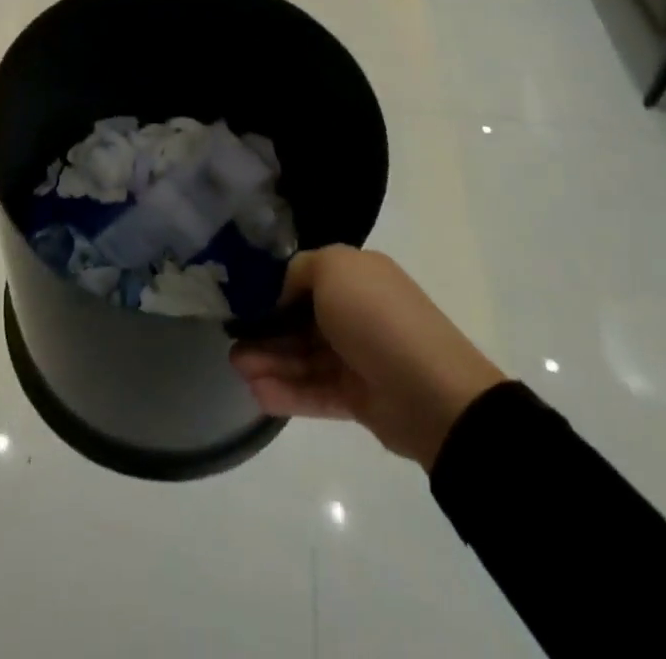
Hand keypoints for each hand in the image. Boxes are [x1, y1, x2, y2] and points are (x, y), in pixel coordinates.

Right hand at [230, 247, 505, 468]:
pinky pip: (316, 391)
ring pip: (305, 357)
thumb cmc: (376, 317)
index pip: (308, 280)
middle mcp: (358, 312)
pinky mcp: (360, 397)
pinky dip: (288, 391)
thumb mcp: (332, 269)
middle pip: (302, 321)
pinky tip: (258, 393)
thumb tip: (288, 293)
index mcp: (358, 277)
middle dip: (266, 331)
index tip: (245, 303)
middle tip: (233, 344)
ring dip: (270, 362)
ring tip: (238, 370)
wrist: (432, 392)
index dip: (276, 291)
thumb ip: (300, 271)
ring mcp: (359, 357)